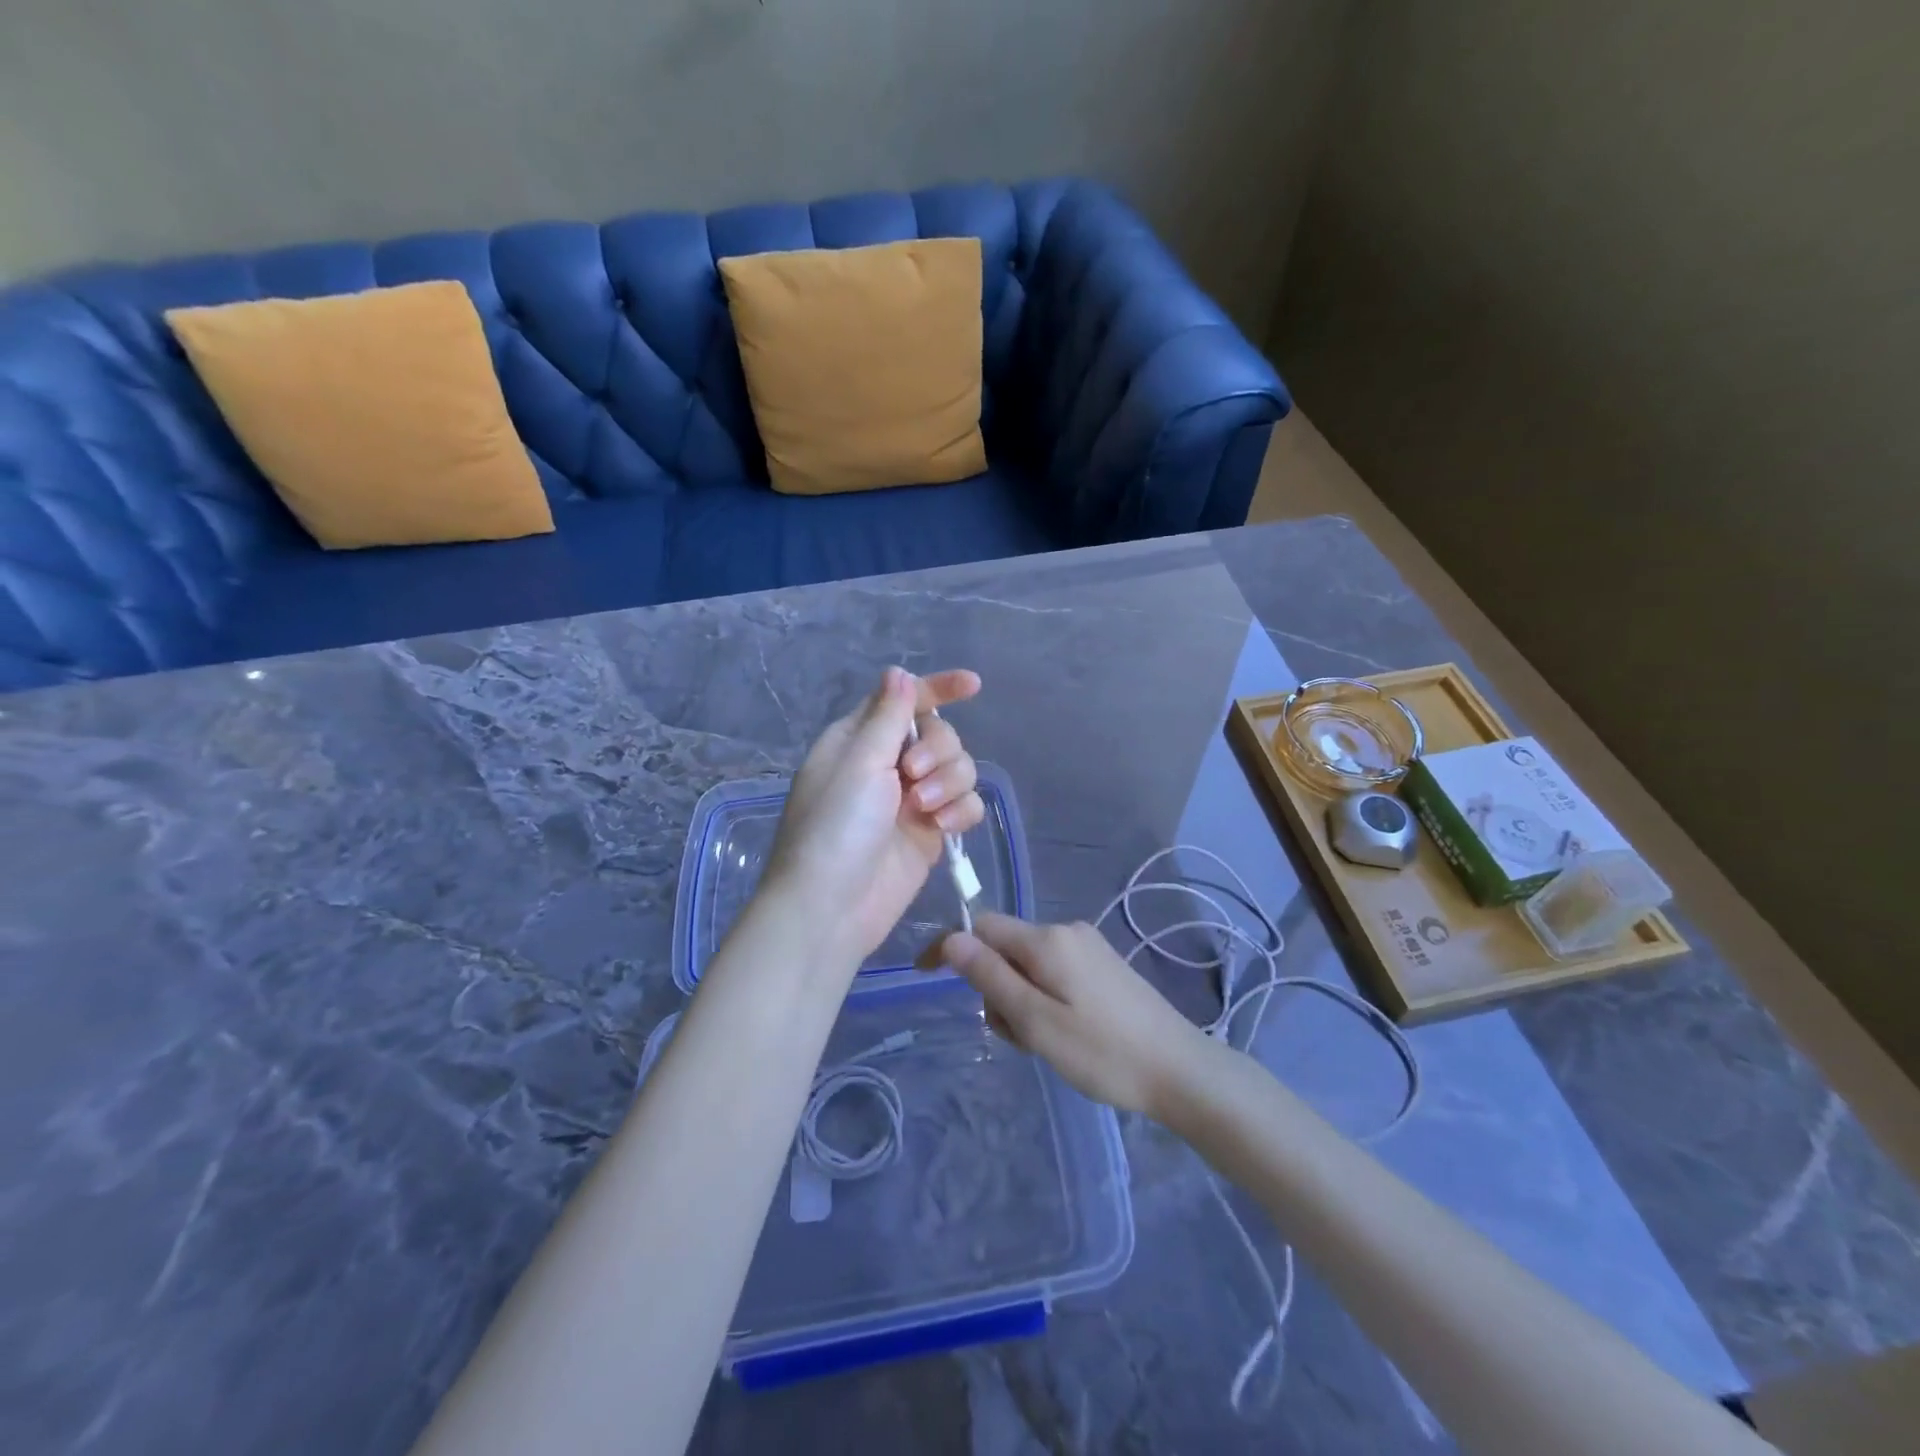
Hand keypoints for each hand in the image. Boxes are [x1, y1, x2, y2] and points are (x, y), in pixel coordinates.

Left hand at [765, 666, 985, 968]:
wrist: (830, 908)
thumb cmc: (834, 828)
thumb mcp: (859, 762)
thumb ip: (887, 716)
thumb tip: (898, 672)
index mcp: (860, 739)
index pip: (904, 700)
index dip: (939, 689)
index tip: (973, 686)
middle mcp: (887, 764)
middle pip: (940, 734)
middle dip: (939, 750)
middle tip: (914, 775)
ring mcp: (911, 800)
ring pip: (958, 769)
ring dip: (949, 782)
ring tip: (925, 810)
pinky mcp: (930, 832)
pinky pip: (964, 805)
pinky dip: (959, 811)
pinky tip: (942, 828)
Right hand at [940, 914, 1221, 1117]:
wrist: (1181, 1070)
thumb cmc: (1103, 1052)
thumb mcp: (1036, 1021)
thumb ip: (991, 977)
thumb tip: (951, 939)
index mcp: (1047, 939)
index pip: (982, 926)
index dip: (951, 947)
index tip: (926, 975)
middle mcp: (1067, 931)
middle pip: (1006, 948)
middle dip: (996, 987)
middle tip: (1019, 1035)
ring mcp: (1089, 947)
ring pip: (1029, 965)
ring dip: (1021, 999)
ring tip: (1047, 1042)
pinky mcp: (1104, 966)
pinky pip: (1054, 973)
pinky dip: (1044, 999)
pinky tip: (1067, 1034)